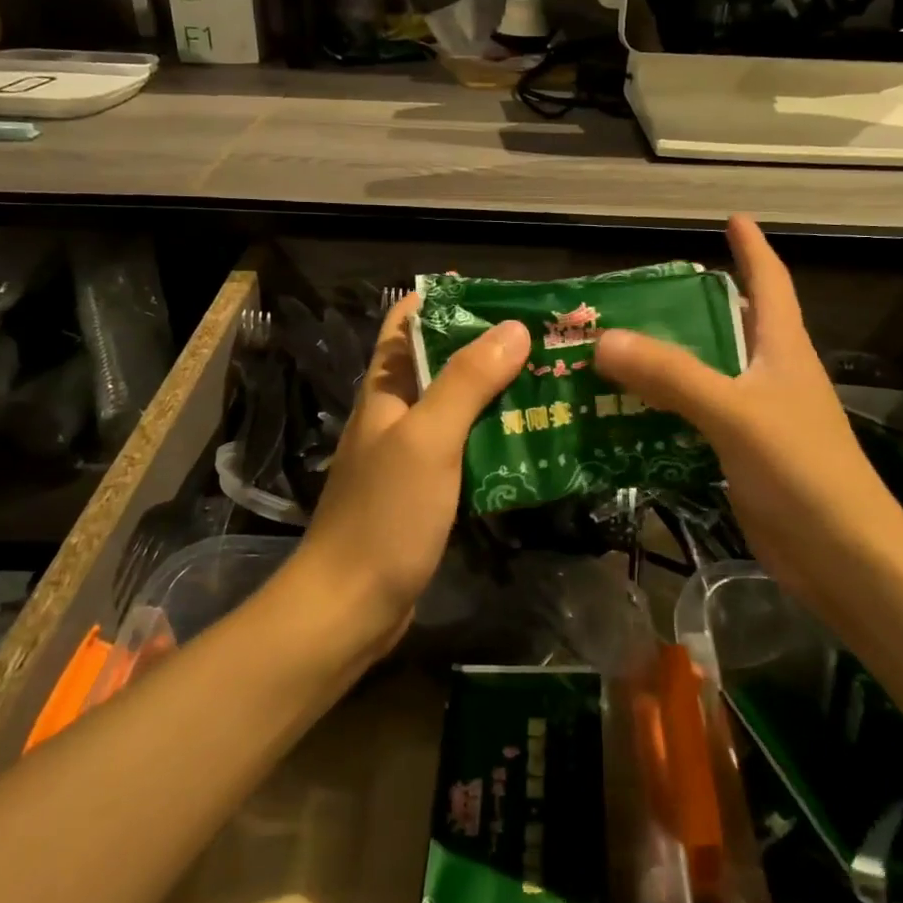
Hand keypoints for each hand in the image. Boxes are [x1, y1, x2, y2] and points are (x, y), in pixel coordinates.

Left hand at [288, 294, 529, 656]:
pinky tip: (533, 441)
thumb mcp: (428, 439)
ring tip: (552, 383)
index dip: (448, 299)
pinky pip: (465, 448)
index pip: (409, 321)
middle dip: (489, 346)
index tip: (504, 295)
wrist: (350, 607)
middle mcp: (396, 412)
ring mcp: (411, 453)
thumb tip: (513, 327)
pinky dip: (495, 437)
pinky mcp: (426, 490)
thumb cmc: (385, 515)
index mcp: (386, 388)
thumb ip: (466, 381)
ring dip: (498, 393)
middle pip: (442, 361)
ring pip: (458, 407)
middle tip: (547, 341)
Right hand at [593, 215, 902, 601]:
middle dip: (687, 307)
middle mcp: (770, 376)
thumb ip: (673, 375)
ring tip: (610, 351)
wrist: (842, 558)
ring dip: (664, 363)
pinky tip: (623, 415)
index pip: (769, 282)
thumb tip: (604, 339)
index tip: (731, 218)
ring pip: (703, 375)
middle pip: (727, 327)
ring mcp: (756, 418)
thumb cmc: (803, 472)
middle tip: (633, 296)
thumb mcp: (736, 413)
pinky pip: (692, 420)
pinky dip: (661, 411)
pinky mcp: (740, 456)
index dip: (753, 248)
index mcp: (782, 350)